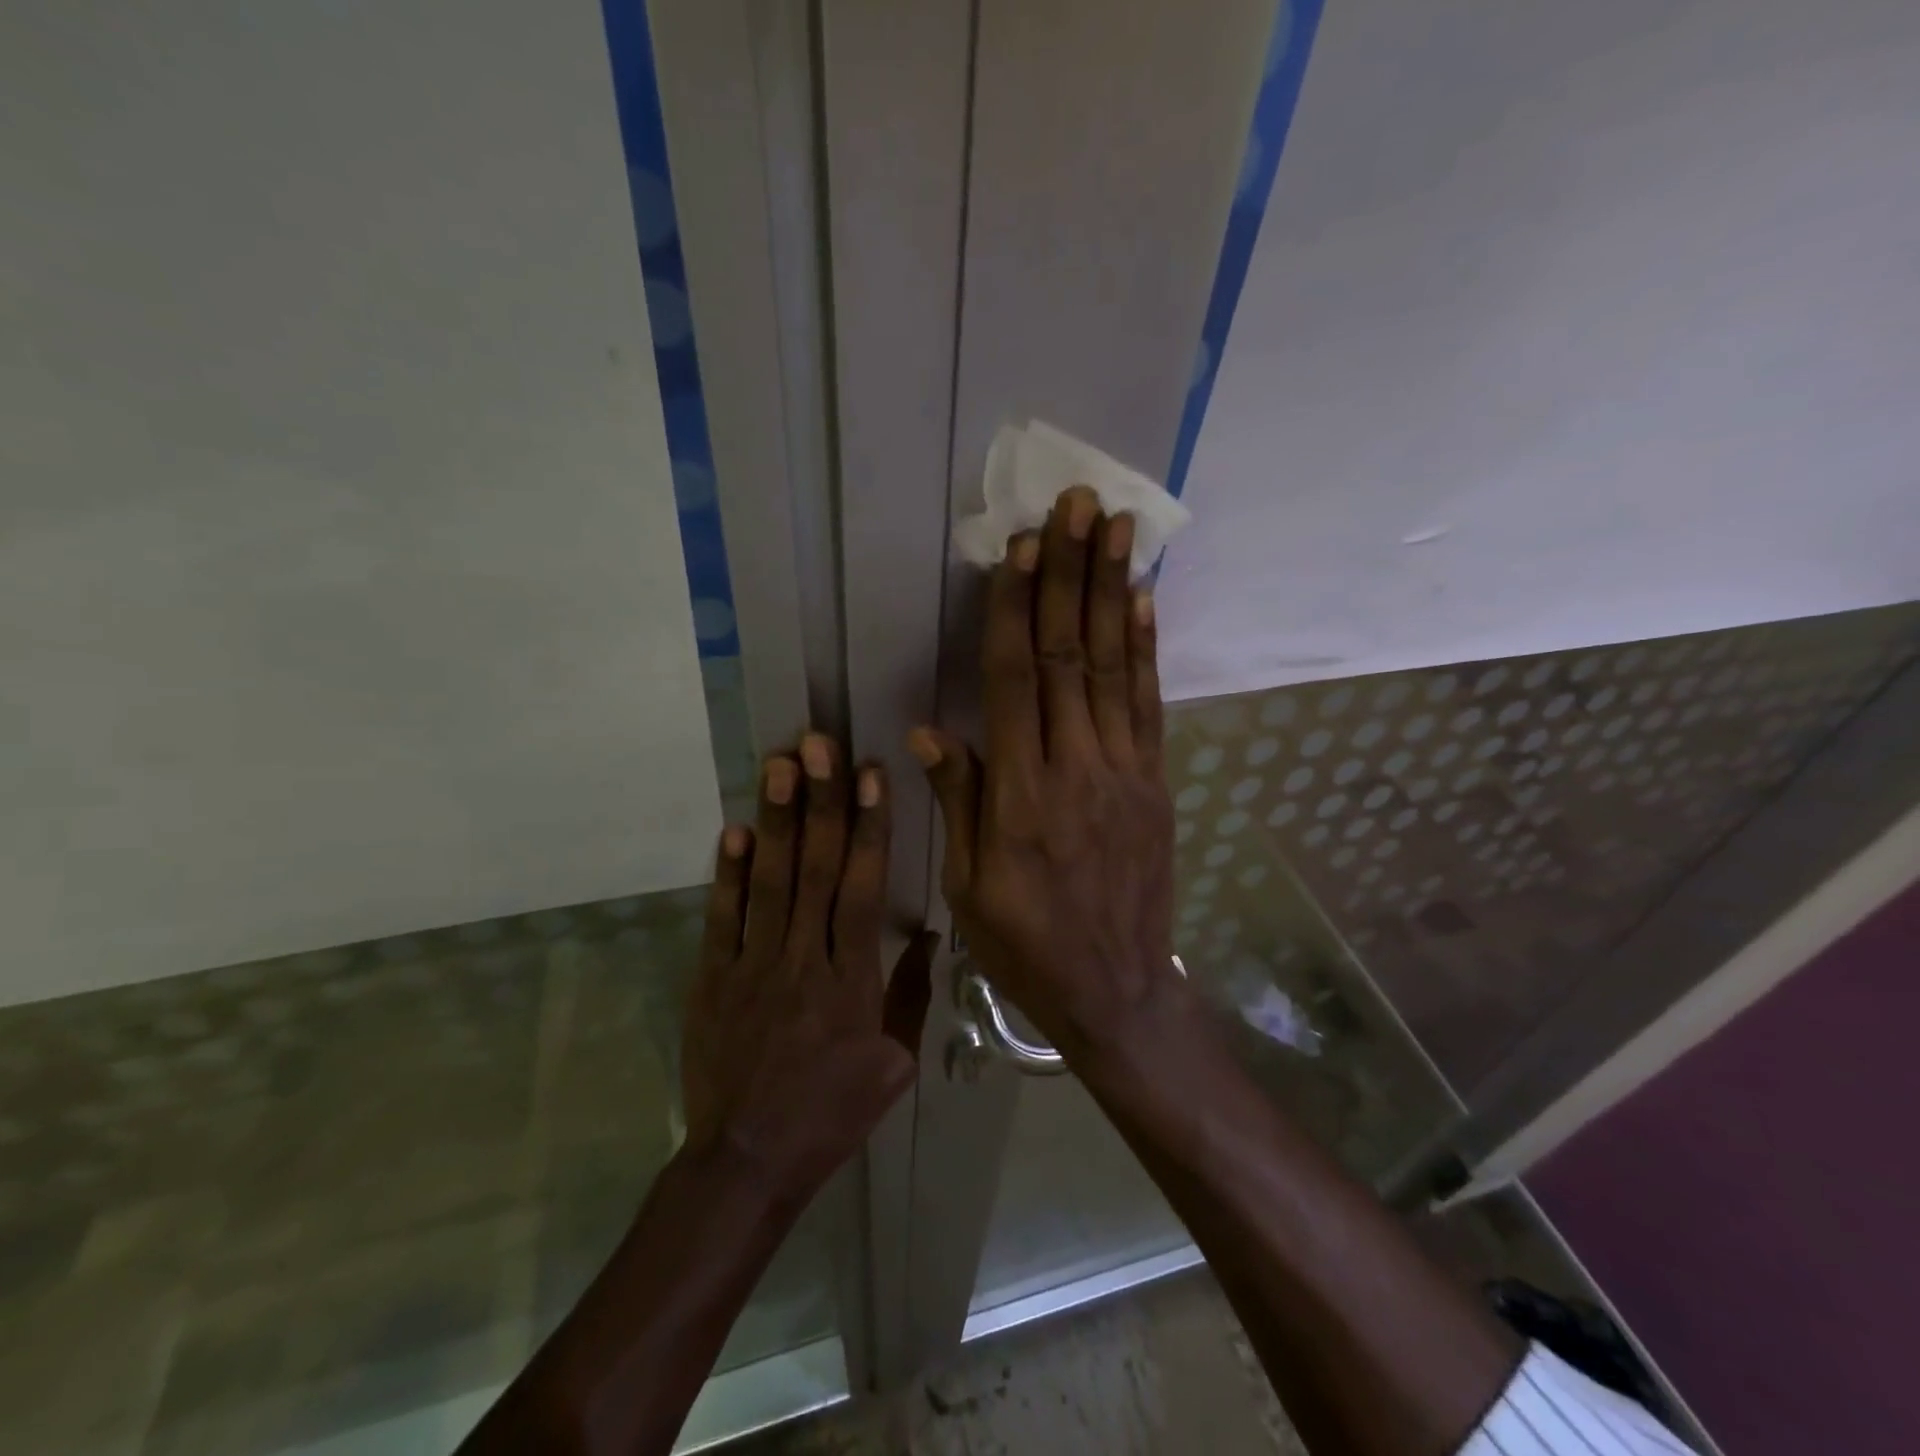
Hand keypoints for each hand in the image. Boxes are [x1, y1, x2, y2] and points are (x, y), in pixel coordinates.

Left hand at [681, 736, 933, 1203]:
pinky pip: (721, 918)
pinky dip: (726, 873)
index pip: (861, 887)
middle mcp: (803, 959)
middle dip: (819, 802)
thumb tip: (925, 935)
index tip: (870, 775)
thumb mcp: (894, 1064)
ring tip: (779, 765)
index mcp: (852, 980)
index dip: (867, 827)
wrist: (749, 1160)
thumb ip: (910, 994)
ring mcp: (752, 965)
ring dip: (774, 820)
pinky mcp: (713, 978)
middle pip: (813, 869)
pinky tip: (733, 829)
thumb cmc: (832, 1112)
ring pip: (767, 881)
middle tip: (818, 745)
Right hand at [909, 486, 1182, 1060]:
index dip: (1017, 609)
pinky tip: (1144, 600)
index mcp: (1020, 795)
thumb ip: (958, 802)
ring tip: (1117, 528)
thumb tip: (930, 730)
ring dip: (1113, 591)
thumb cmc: (1027, 945)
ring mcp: (1124, 772)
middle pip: (1070, 656)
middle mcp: (1075, 769)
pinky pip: (1149, 706)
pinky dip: (1146, 648)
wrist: (1117, 991)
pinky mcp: (1154, 783)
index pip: (1015, 682)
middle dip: (1070, 574)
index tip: (1022, 547)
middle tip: (1077, 504)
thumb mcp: (969, 888)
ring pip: (1115, 668)